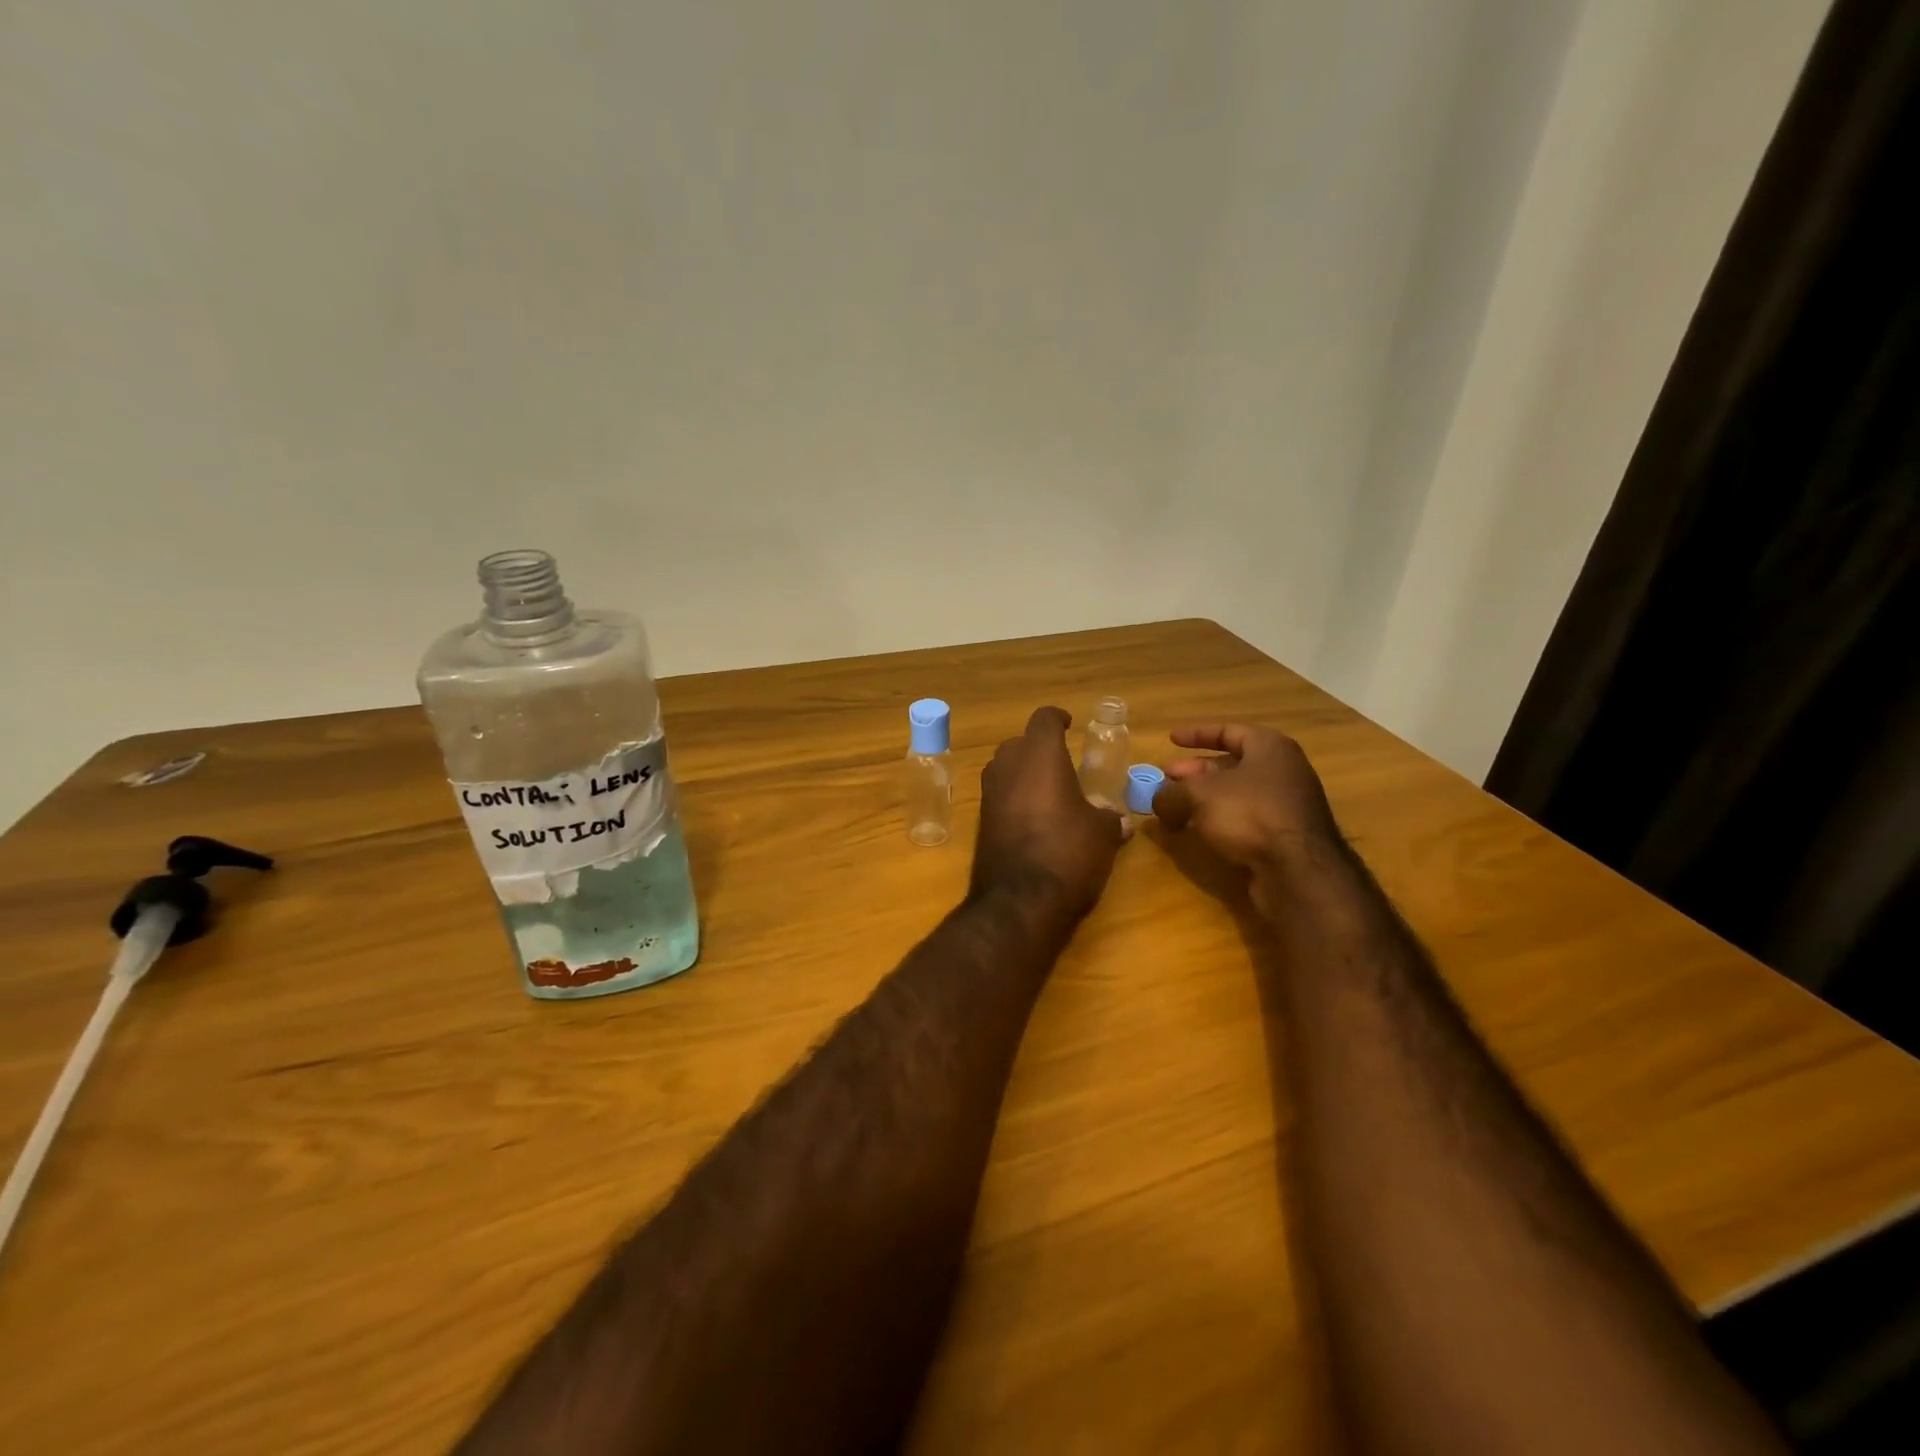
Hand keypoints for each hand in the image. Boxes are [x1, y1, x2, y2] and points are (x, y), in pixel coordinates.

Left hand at [974, 706, 1127, 915]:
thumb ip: (1110, 818)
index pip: (1044, 719)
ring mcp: (989, 794)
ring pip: (1004, 768)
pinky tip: (1034, 819)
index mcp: (1040, 756)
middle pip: (1019, 743)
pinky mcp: (980, 822)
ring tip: (1049, 790)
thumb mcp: (1102, 834)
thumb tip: (1121, 821)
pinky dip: (1014, 798)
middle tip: (1062, 763)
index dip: (1058, 719)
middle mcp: (1008, 766)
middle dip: (1038, 748)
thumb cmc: (1069, 852)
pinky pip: (998, 796)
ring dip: (1023, 773)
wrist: (1020, 901)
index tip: (1069, 724)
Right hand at [1151, 724, 1341, 870]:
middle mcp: (1284, 771)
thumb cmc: (1250, 814)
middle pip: (1232, 764)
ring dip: (1204, 798)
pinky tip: (1199, 831)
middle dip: (1195, 771)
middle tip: (1167, 778)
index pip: (1229, 731)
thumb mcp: (1198, 795)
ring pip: (1237, 794)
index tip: (1171, 740)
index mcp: (1270, 748)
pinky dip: (1220, 819)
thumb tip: (1157, 802)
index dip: (1197, 734)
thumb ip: (1171, 794)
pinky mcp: (1285, 836)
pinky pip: (1246, 818)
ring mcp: (1287, 805)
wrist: (1298, 870)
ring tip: (1175, 808)